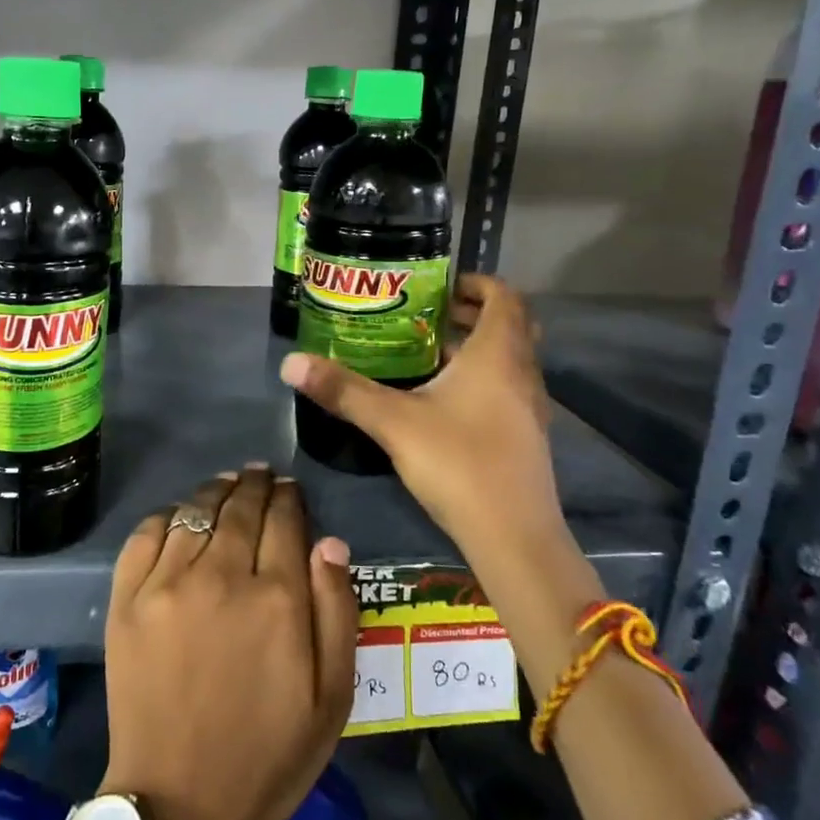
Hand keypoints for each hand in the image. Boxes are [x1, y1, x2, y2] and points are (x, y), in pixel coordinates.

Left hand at [101, 466, 357, 819]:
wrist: (179, 802)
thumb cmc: (268, 754)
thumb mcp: (331, 697)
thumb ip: (336, 612)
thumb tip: (329, 541)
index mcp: (275, 598)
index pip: (285, 521)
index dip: (289, 497)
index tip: (290, 488)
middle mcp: (220, 575)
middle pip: (240, 507)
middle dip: (255, 484)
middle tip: (260, 474)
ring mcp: (166, 583)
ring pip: (195, 511)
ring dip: (215, 491)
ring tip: (226, 484)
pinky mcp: (126, 599)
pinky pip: (146, 534)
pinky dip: (166, 515)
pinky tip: (178, 515)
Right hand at [280, 274, 561, 550]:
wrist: (514, 537)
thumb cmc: (459, 463)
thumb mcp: (393, 422)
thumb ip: (344, 390)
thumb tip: (290, 363)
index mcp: (497, 354)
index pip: (504, 297)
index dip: (476, 283)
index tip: (439, 285)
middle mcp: (521, 373)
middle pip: (509, 325)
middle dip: (470, 313)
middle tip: (426, 314)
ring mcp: (529, 407)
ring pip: (508, 359)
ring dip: (475, 346)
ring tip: (425, 352)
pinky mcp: (525, 436)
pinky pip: (506, 387)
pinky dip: (480, 377)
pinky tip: (441, 400)